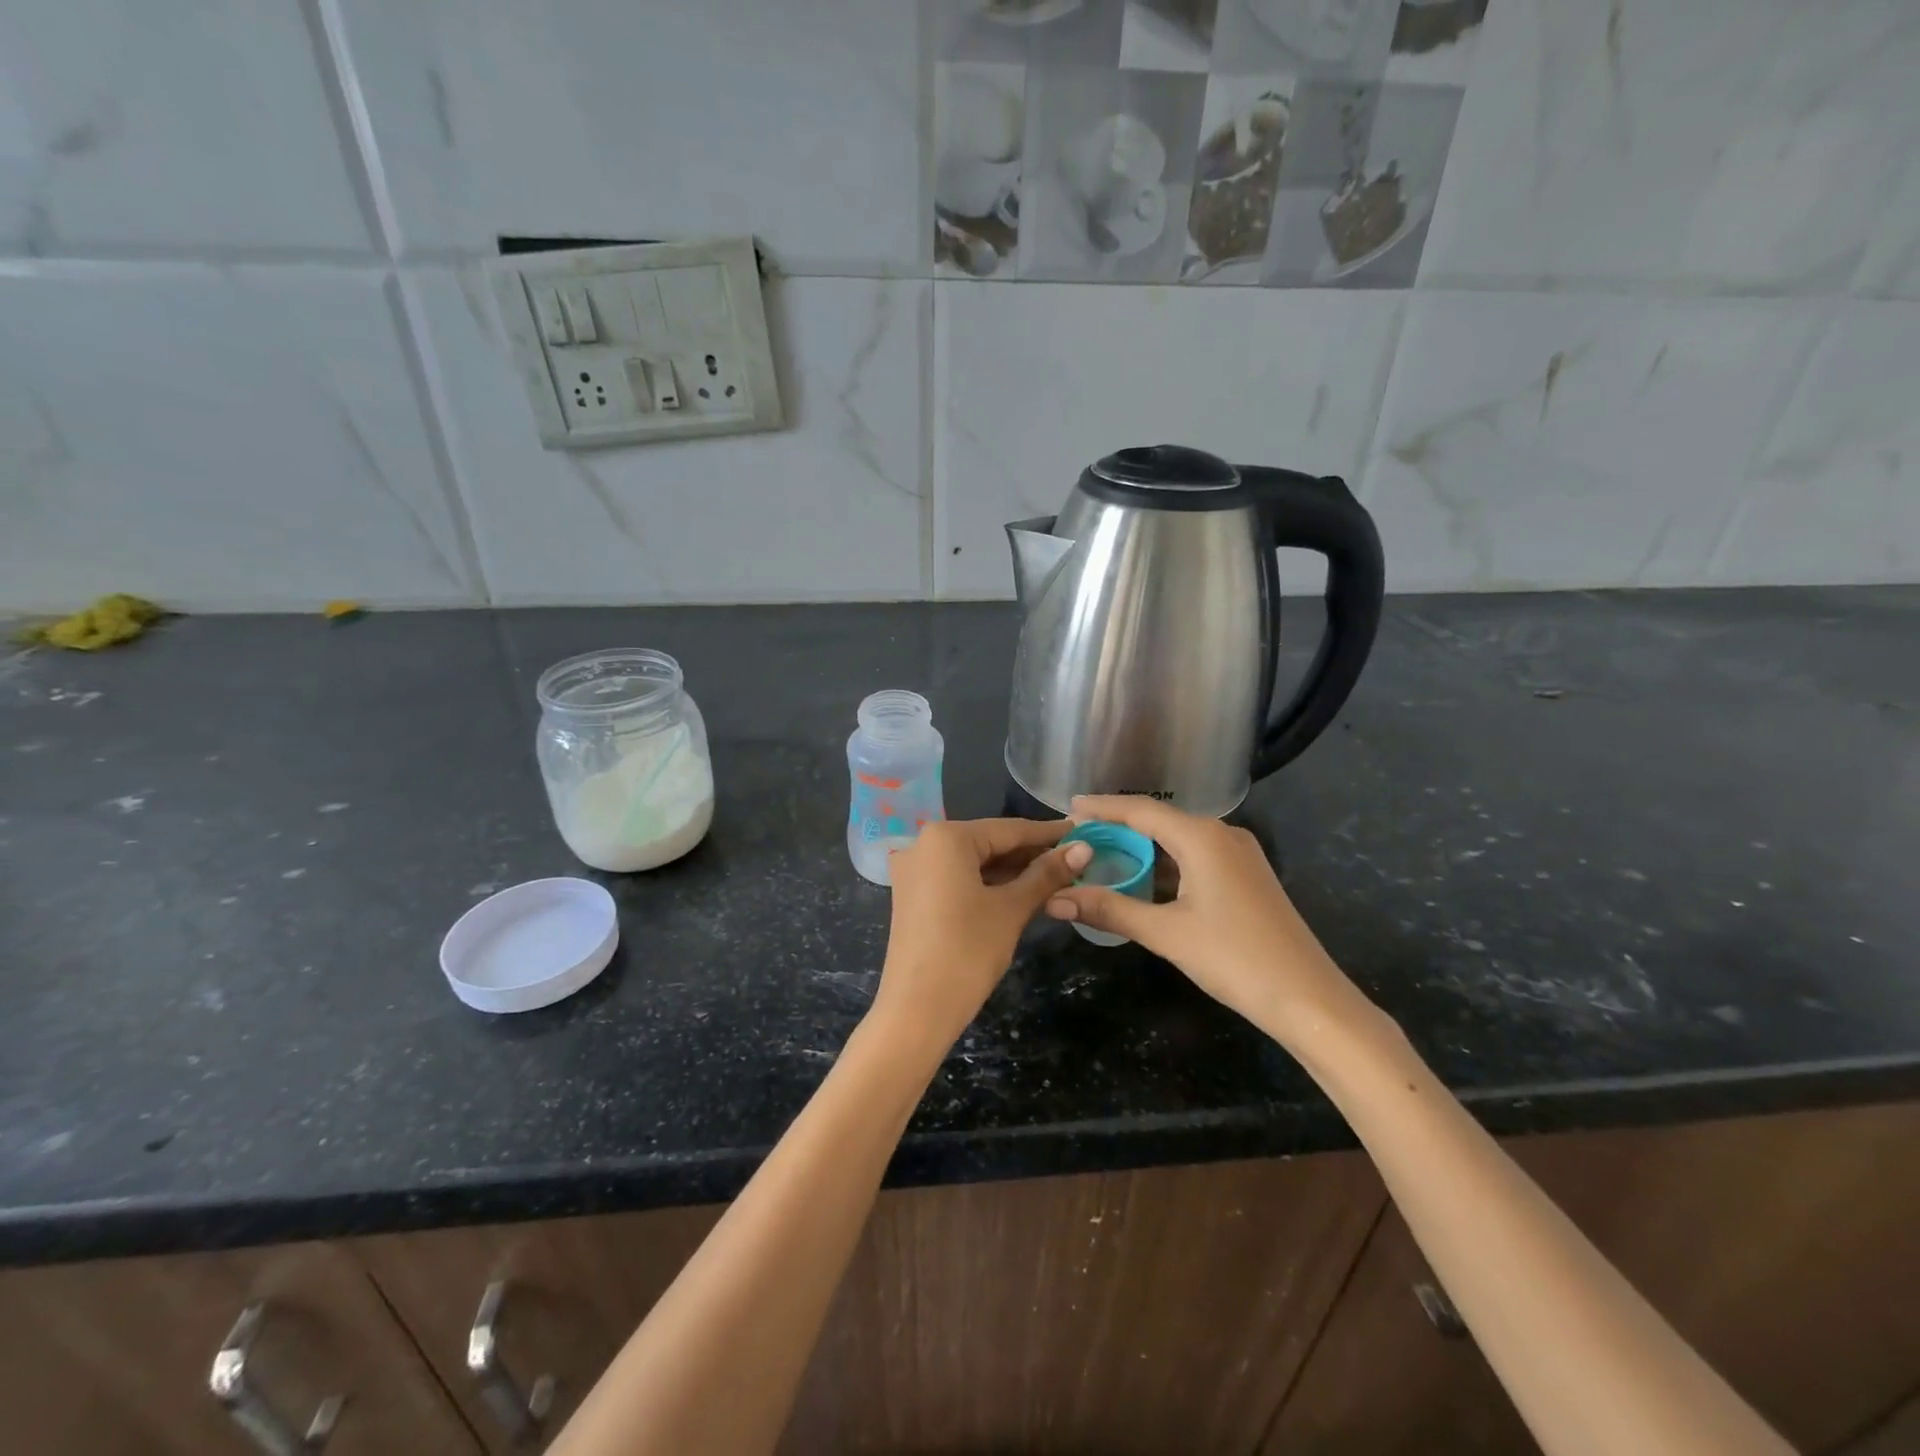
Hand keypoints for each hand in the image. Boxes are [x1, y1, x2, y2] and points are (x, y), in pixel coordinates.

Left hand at [872, 818, 1090, 1054]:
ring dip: (1011, 870)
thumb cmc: (967, 951)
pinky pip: (958, 878)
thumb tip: (1084, 848)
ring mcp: (914, 870)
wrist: (916, 1011)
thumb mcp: (1011, 909)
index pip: (1009, 829)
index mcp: (946, 837)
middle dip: (1031, 853)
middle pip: (989, 842)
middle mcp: (923, 843)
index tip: (1082, 832)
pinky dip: (988, 883)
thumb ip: (1046, 874)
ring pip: (974, 861)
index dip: (1048, 834)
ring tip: (1056, 877)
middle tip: (1075, 860)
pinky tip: (1020, 892)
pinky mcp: (913, 895)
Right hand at [1044, 795, 1367, 1044]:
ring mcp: (1239, 855)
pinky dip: (1165, 864)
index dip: (1103, 807)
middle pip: (1159, 820)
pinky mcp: (1247, 877)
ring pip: (1179, 840)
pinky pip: (1196, 857)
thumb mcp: (1166, 933)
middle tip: (1079, 836)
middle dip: (1119, 827)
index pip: (1141, 810)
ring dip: (1142, 847)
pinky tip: (1144, 880)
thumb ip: (1110, 909)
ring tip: (1103, 856)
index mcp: (1202, 837)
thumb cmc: (1235, 959)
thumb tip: (1055, 899)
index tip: (1069, 806)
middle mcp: (1222, 835)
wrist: (1309, 1000)